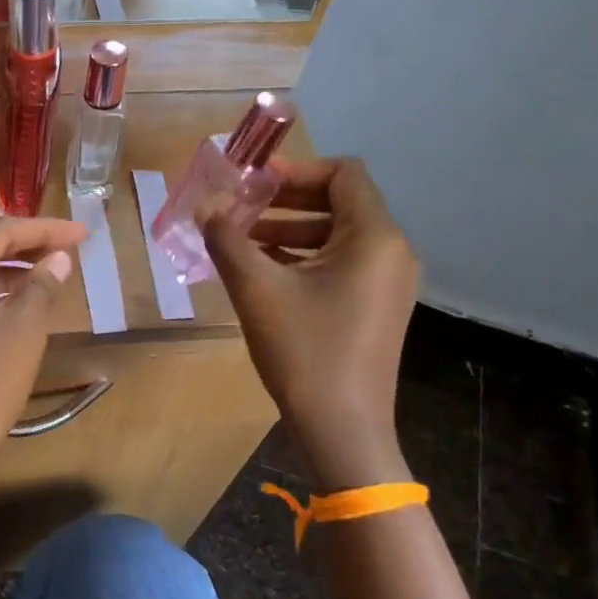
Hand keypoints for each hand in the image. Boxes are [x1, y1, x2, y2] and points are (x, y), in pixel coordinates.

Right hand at [204, 158, 419, 478]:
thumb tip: (206, 207)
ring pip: (337, 235)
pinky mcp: (376, 307)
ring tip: (240, 239)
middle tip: (239, 206)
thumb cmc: (304, 350)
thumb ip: (227, 238)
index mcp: (374, 237)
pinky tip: (261, 271)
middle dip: (286, 199)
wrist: (343, 429)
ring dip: (289, 229)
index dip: (296, 169)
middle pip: (340, 202)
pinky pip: (340, 263)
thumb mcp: (256, 289)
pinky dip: (303, 257)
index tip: (252, 181)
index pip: (343, 174)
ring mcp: (387, 282)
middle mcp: (391, 252)